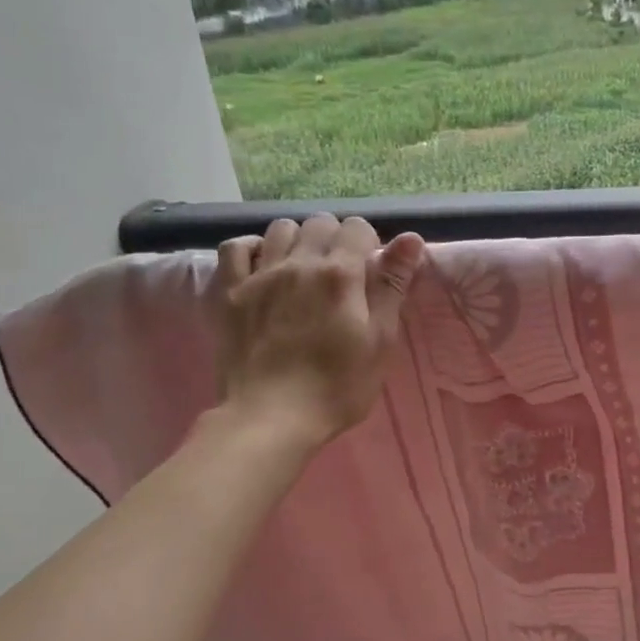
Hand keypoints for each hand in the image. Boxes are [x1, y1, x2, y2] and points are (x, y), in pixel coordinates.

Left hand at [210, 214, 426, 445]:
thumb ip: (392, 285)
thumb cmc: (338, 386)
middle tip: (338, 274)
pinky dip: (252, 249)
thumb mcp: (380, 340)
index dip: (368, 244)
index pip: (357, 228)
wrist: (271, 418)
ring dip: (297, 240)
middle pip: (320, 222)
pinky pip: (234, 247)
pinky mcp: (229, 292)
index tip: (369, 272)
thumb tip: (410, 237)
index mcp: (341, 274)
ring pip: (280, 229)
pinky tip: (263, 266)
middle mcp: (299, 263)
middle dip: (334, 239)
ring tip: (302, 270)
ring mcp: (259, 275)